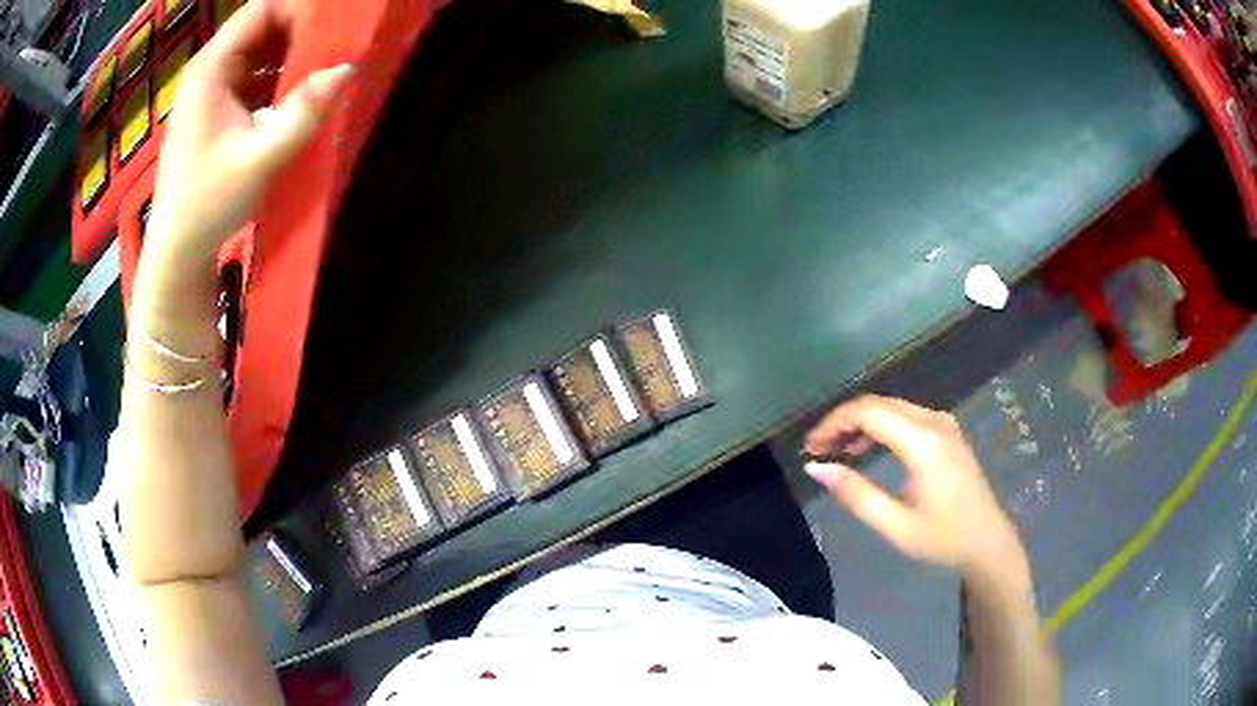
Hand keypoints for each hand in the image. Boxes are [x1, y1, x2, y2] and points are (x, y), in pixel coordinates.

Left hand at [147, 0, 352, 269]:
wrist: (177, 251)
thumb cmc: (207, 204)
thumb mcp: (259, 159)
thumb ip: (303, 112)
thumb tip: (350, 68)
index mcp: (212, 68)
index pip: (263, 9)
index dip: (302, 6)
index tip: (340, 17)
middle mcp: (210, 70)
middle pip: (264, 25)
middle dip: (304, 27)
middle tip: (343, 38)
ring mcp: (213, 89)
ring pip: (261, 49)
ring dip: (295, 51)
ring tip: (331, 59)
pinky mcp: (218, 109)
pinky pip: (256, 75)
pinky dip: (281, 75)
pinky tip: (303, 89)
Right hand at [803, 395, 1025, 581]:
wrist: (986, 540)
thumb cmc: (942, 537)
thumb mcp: (895, 525)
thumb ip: (855, 494)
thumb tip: (815, 468)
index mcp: (923, 443)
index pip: (869, 412)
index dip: (834, 422)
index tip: (810, 446)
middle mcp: (934, 422)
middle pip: (879, 403)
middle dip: (843, 421)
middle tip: (816, 448)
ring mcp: (943, 423)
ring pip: (891, 407)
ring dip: (860, 422)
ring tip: (834, 449)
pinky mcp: (946, 430)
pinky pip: (905, 416)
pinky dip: (879, 426)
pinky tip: (865, 448)